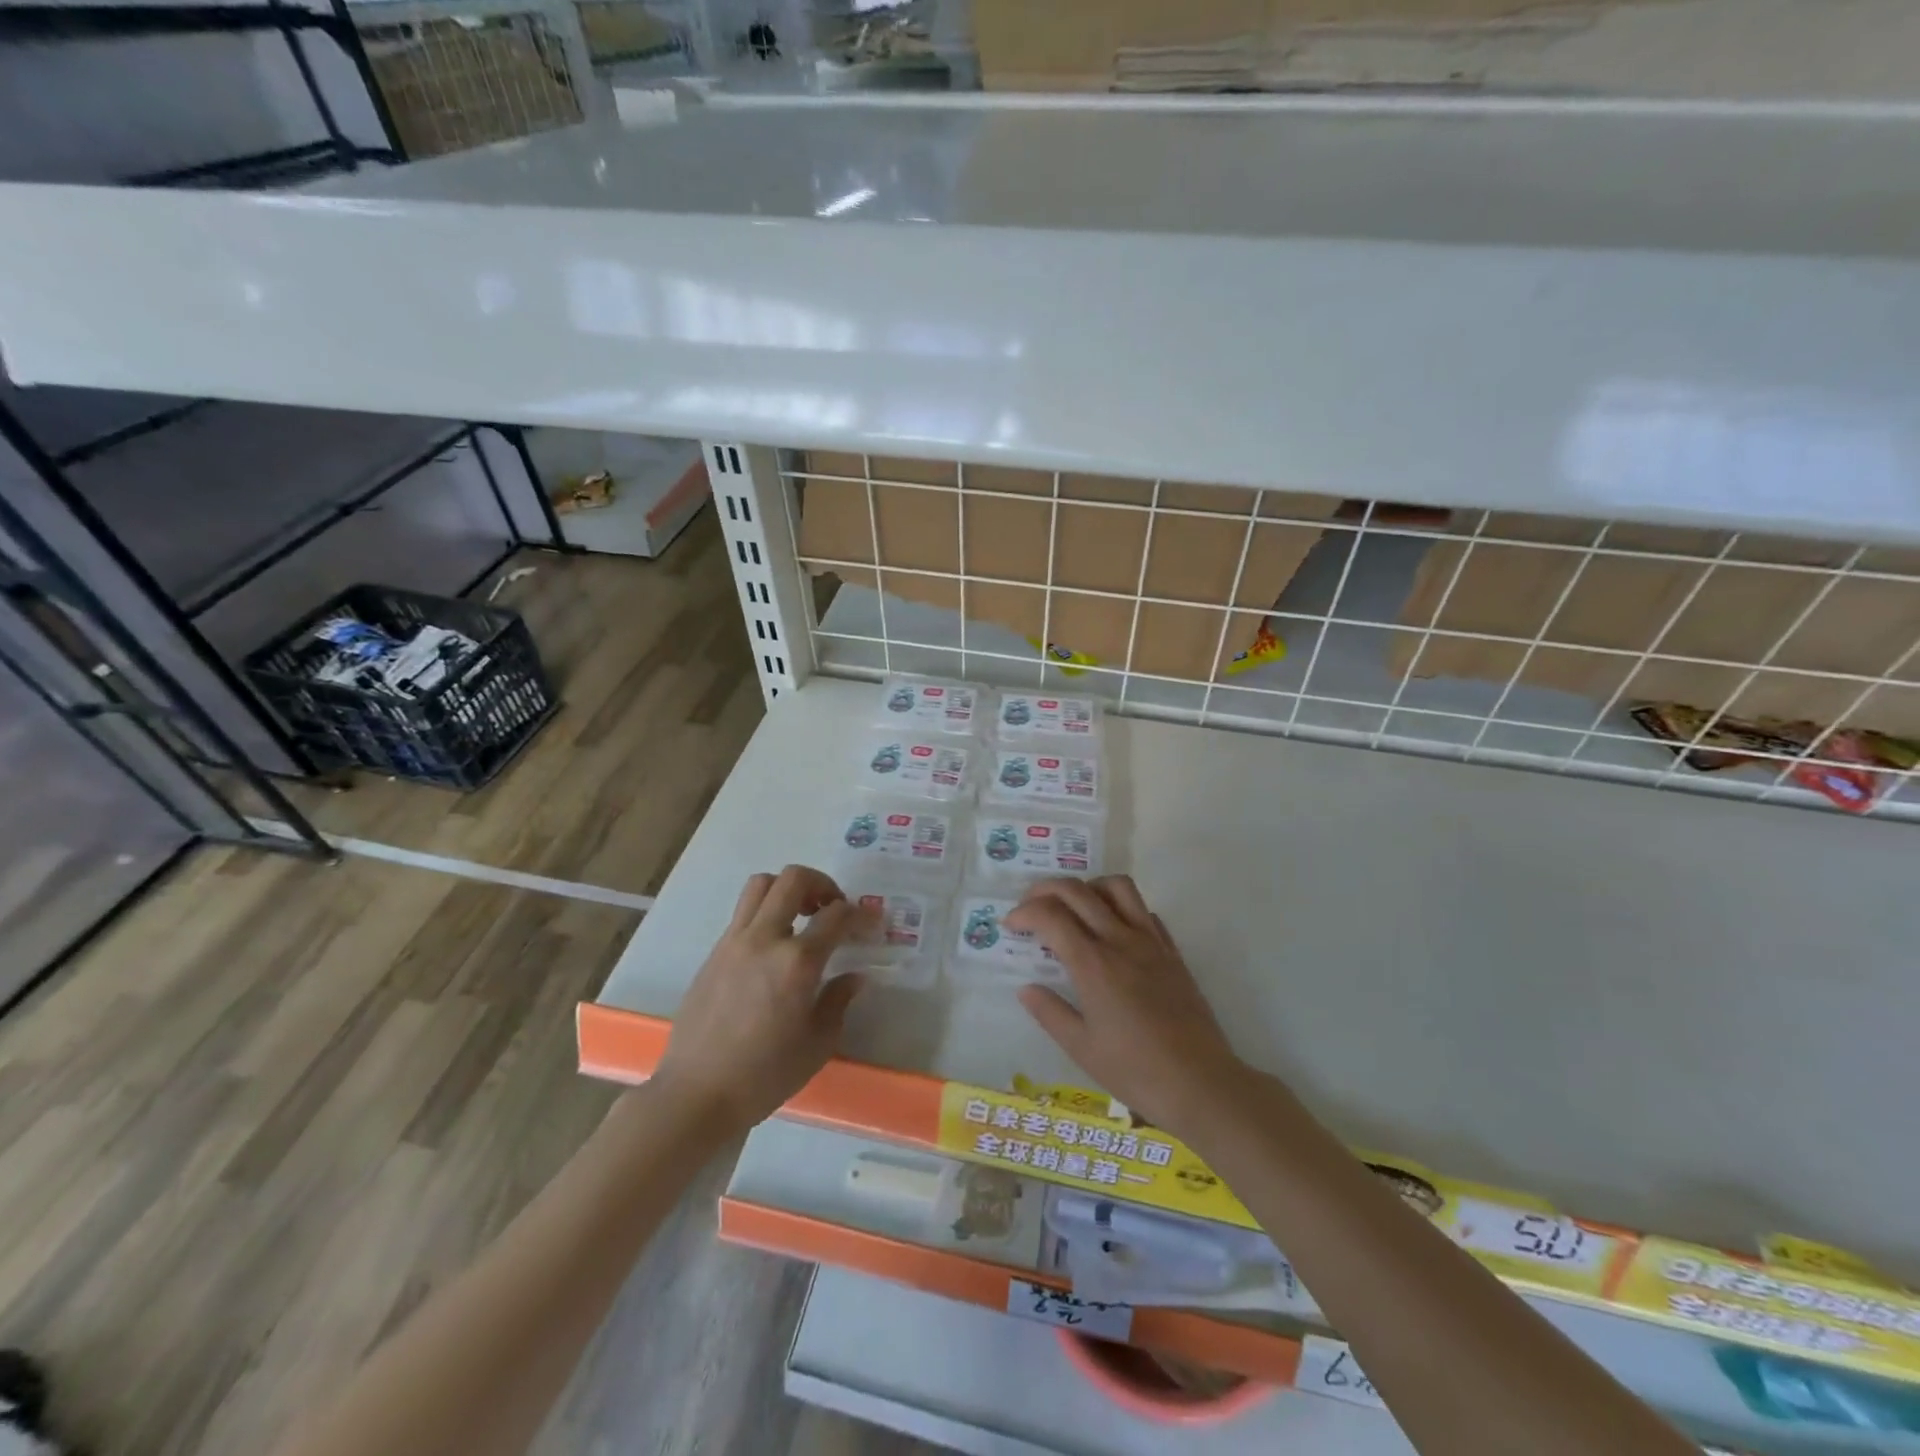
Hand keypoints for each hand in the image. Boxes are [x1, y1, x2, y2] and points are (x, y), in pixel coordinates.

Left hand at [655, 865, 873, 1134]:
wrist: (696, 1094)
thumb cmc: (764, 1075)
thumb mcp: (818, 1044)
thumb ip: (838, 1000)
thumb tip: (854, 976)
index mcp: (797, 962)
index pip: (836, 915)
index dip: (860, 913)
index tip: (871, 922)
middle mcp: (765, 939)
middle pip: (793, 879)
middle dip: (822, 884)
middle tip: (833, 908)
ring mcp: (734, 942)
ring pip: (761, 885)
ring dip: (787, 889)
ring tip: (801, 916)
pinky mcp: (714, 953)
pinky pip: (743, 913)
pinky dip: (765, 913)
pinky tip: (774, 947)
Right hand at [1006, 876, 1246, 1137]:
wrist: (1201, 1084)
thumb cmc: (1135, 1071)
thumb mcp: (1081, 1048)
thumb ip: (1050, 1012)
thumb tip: (1026, 988)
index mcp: (1093, 964)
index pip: (1050, 916)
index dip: (1024, 913)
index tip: (1010, 926)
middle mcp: (1120, 941)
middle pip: (1077, 891)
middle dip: (1045, 890)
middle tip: (1029, 907)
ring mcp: (1151, 942)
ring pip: (1117, 887)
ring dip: (1088, 887)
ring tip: (1073, 908)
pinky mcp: (1172, 952)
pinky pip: (1144, 911)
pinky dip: (1121, 907)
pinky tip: (1112, 930)